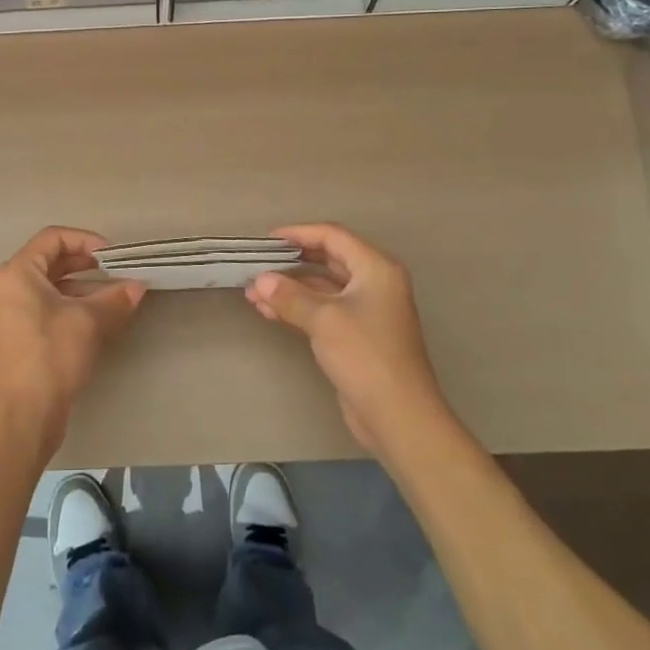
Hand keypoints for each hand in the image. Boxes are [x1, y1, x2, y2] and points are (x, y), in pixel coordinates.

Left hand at [0, 227, 146, 464]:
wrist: (22, 416)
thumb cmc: (50, 356)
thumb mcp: (87, 322)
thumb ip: (115, 298)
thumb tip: (139, 286)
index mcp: (18, 272)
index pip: (53, 237)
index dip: (86, 240)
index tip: (113, 256)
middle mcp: (12, 286)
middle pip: (53, 260)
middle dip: (88, 263)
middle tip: (119, 271)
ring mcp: (16, 312)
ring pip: (55, 286)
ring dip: (86, 287)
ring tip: (118, 296)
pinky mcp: (25, 335)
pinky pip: (53, 307)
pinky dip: (77, 306)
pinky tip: (104, 318)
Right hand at [245, 223, 455, 460]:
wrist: (398, 415)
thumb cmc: (365, 355)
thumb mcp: (324, 319)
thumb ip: (289, 296)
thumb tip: (260, 281)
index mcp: (376, 268)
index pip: (333, 236)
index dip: (299, 233)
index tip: (267, 241)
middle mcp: (374, 283)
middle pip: (327, 260)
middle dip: (290, 263)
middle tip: (257, 265)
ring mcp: (365, 311)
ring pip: (321, 288)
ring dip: (288, 289)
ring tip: (252, 293)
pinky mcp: (355, 335)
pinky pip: (322, 311)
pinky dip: (296, 309)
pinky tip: (267, 311)